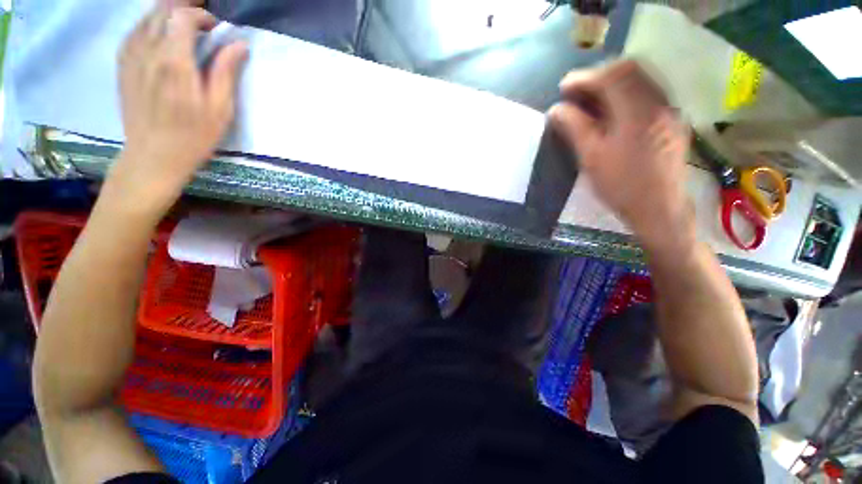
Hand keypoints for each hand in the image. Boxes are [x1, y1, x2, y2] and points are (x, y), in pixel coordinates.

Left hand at [110, 0, 247, 213]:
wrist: (153, 156)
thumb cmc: (193, 136)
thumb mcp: (220, 109)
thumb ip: (226, 72)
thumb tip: (239, 44)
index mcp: (175, 62)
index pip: (183, 17)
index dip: (201, 15)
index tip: (216, 27)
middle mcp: (148, 52)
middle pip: (161, 11)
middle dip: (182, 6)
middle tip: (200, 17)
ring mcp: (131, 57)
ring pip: (146, 18)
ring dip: (165, 13)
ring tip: (182, 20)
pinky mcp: (123, 66)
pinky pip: (134, 32)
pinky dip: (149, 24)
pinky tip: (159, 32)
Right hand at [549, 60, 693, 253]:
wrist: (659, 208)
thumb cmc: (621, 186)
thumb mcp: (591, 158)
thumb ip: (574, 129)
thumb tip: (556, 109)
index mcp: (639, 112)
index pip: (613, 76)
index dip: (585, 77)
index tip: (563, 88)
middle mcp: (659, 103)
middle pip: (630, 69)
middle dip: (599, 76)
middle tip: (576, 92)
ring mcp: (668, 110)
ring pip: (640, 80)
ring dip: (612, 83)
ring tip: (590, 100)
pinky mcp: (670, 120)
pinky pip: (647, 93)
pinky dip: (625, 94)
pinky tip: (611, 111)